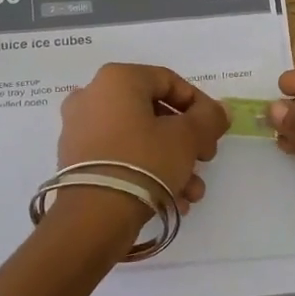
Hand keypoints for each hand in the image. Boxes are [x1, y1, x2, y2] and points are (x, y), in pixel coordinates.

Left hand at [58, 63, 228, 210]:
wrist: (94, 216)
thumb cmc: (144, 161)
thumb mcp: (187, 137)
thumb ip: (209, 118)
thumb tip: (219, 110)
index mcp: (117, 79)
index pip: (169, 81)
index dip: (200, 105)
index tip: (215, 130)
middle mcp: (92, 97)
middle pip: (154, 113)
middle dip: (186, 140)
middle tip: (205, 160)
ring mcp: (79, 130)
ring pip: (138, 139)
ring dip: (171, 162)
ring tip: (192, 191)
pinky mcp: (75, 161)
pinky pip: (120, 157)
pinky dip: (146, 172)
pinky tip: (171, 200)